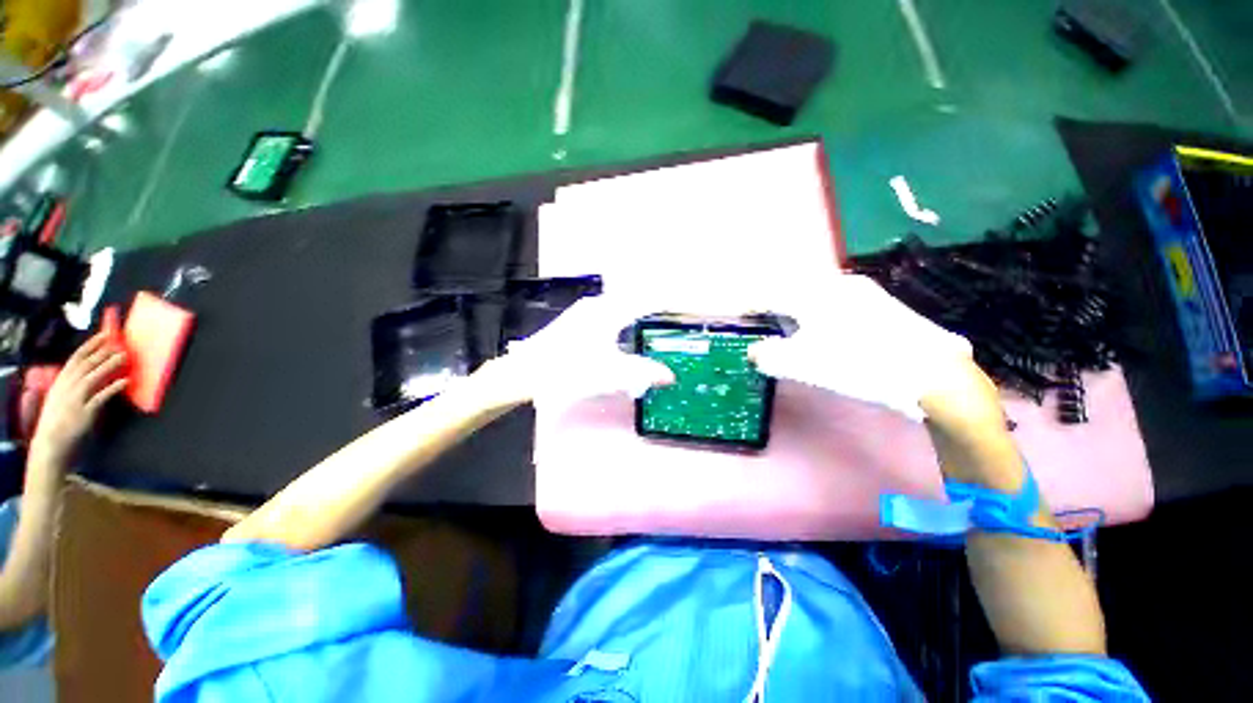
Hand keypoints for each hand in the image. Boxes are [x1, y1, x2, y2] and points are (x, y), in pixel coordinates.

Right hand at [30, 333, 127, 461]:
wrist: (51, 442)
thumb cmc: (57, 418)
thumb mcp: (61, 394)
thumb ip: (72, 382)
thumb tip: (89, 368)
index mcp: (61, 381)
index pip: (76, 358)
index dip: (91, 345)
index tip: (105, 334)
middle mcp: (67, 387)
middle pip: (86, 365)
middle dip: (103, 352)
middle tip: (119, 343)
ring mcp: (76, 399)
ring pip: (94, 377)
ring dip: (109, 366)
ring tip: (125, 357)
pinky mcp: (85, 413)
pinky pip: (101, 398)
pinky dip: (113, 388)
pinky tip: (125, 381)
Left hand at [487, 293, 674, 408]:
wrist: (525, 373)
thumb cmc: (569, 370)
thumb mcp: (611, 374)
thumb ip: (643, 372)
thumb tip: (670, 375)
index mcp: (609, 312)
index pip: (646, 301)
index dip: (666, 302)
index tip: (682, 305)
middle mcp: (598, 305)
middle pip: (633, 299)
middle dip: (653, 305)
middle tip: (670, 315)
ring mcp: (584, 311)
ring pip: (619, 305)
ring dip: (636, 311)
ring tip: (651, 321)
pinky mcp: (575, 320)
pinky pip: (608, 312)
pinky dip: (622, 318)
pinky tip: (622, 332)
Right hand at [747, 275, 972, 419]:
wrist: (931, 374)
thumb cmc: (857, 365)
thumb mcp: (802, 365)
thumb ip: (769, 356)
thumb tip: (755, 351)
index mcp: (812, 294)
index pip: (770, 296)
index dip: (751, 307)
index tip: (739, 316)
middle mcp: (836, 284)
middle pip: (793, 291)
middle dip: (774, 307)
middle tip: (765, 323)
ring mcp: (863, 292)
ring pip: (816, 296)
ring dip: (798, 310)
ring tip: (792, 329)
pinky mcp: (882, 305)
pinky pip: (837, 303)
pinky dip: (820, 315)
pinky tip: (828, 332)